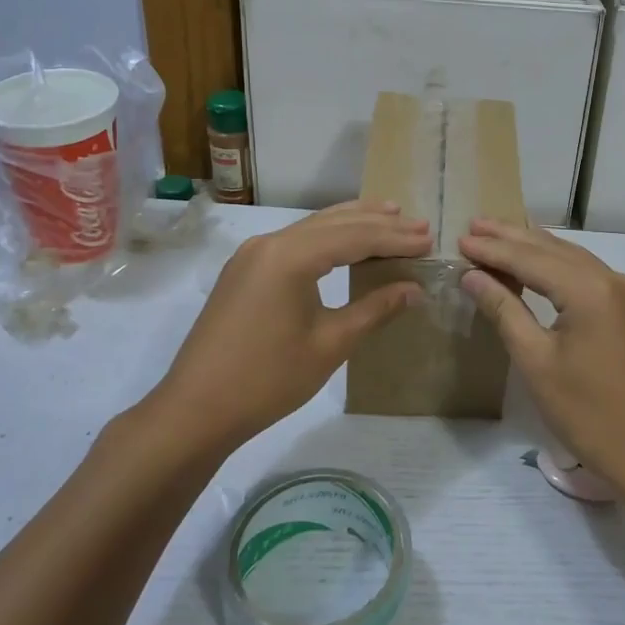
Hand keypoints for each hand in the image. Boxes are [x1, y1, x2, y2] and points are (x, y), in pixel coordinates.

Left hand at [150, 200, 429, 451]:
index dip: (395, 239)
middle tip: (418, 225)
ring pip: (312, 228)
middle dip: (378, 224)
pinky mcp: (244, 271)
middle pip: (334, 224)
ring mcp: (252, 255)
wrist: (196, 410)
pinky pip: (295, 242)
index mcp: (291, 256)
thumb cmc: (269, 379)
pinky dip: (326, 238)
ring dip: (352, 224)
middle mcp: (270, 243)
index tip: (428, 239)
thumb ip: (375, 309)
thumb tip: (414, 288)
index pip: (355, 237)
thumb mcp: (330, 344)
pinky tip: (344, 242)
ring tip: (389, 215)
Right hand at [458, 218, 624, 493]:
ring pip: (575, 259)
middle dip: (513, 237)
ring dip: (537, 248)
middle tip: (475, 224)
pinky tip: (541, 265)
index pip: (532, 259)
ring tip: (500, 236)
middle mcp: (614, 280)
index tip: (461, 238)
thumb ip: (504, 309)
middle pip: (555, 250)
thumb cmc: (586, 412)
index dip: (494, 249)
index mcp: (590, 290)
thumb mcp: (535, 361)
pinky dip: (560, 266)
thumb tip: (472, 275)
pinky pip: (591, 275)